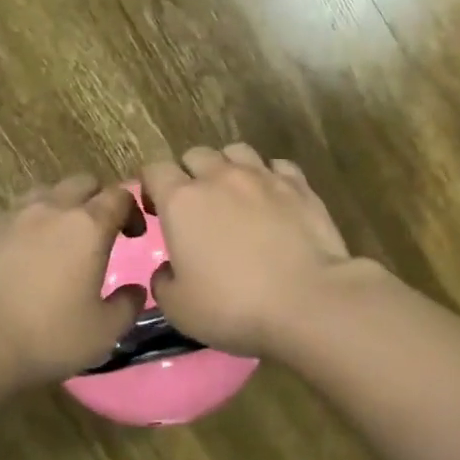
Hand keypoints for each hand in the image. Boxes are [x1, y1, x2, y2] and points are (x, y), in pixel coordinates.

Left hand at [0, 176, 145, 386]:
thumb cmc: (45, 336)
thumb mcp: (103, 333)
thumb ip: (127, 306)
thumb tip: (136, 290)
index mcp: (88, 227)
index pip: (119, 196)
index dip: (131, 210)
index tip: (133, 234)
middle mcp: (50, 209)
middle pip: (81, 183)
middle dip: (95, 199)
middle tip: (98, 231)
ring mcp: (9, 216)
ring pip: (42, 194)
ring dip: (57, 209)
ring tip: (55, 241)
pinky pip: (7, 217)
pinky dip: (20, 229)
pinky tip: (15, 258)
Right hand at [141, 144, 356, 355]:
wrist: (308, 301)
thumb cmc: (234, 306)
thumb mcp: (179, 308)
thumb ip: (163, 282)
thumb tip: (168, 270)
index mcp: (181, 201)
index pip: (154, 171)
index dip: (151, 187)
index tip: (155, 212)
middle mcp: (220, 177)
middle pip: (196, 155)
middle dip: (189, 174)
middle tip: (196, 207)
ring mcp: (263, 177)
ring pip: (237, 151)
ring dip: (229, 167)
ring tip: (235, 195)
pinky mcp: (300, 186)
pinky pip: (278, 166)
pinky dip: (270, 177)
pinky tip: (273, 199)